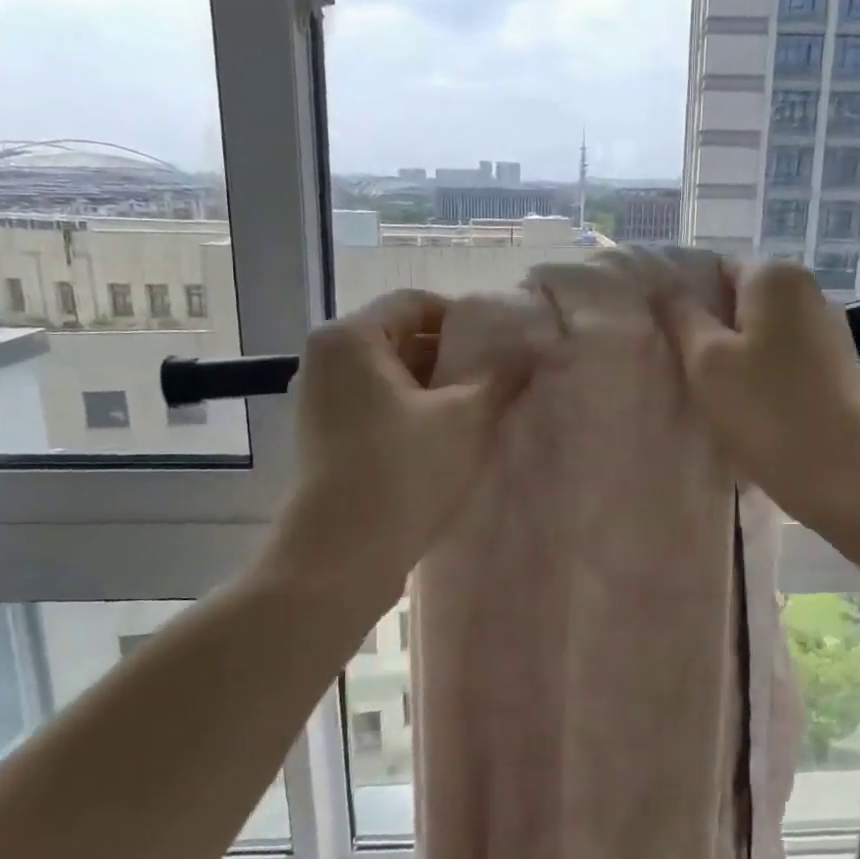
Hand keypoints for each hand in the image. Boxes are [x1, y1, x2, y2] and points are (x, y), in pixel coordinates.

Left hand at [265, 290, 526, 619]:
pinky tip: (449, 441)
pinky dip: (413, 415)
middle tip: (499, 379)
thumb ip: (503, 374)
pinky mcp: (325, 439)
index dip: (464, 318)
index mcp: (350, 338)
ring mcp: (320, 402)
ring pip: (391, 379)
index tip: (502, 344)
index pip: (414, 303)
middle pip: (401, 340)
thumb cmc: (404, 470)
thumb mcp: (466, 417)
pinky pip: (377, 409)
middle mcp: (326, 361)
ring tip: (482, 412)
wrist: (343, 555)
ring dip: (436, 391)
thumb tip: (539, 343)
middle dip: (452, 358)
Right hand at [652, 259, 859, 539]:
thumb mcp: (706, 360)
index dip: (686, 298)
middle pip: (741, 300)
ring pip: (762, 332)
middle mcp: (808, 292)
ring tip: (711, 393)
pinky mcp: (836, 367)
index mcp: (775, 276)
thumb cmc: (765, 409)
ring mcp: (828, 330)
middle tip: (681, 367)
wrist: (844, 473)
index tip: (666, 336)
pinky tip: (748, 407)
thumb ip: (681, 315)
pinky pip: (783, 357)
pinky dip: (761, 374)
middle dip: (710, 328)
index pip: (715, 268)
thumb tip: (664, 286)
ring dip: (734, 355)